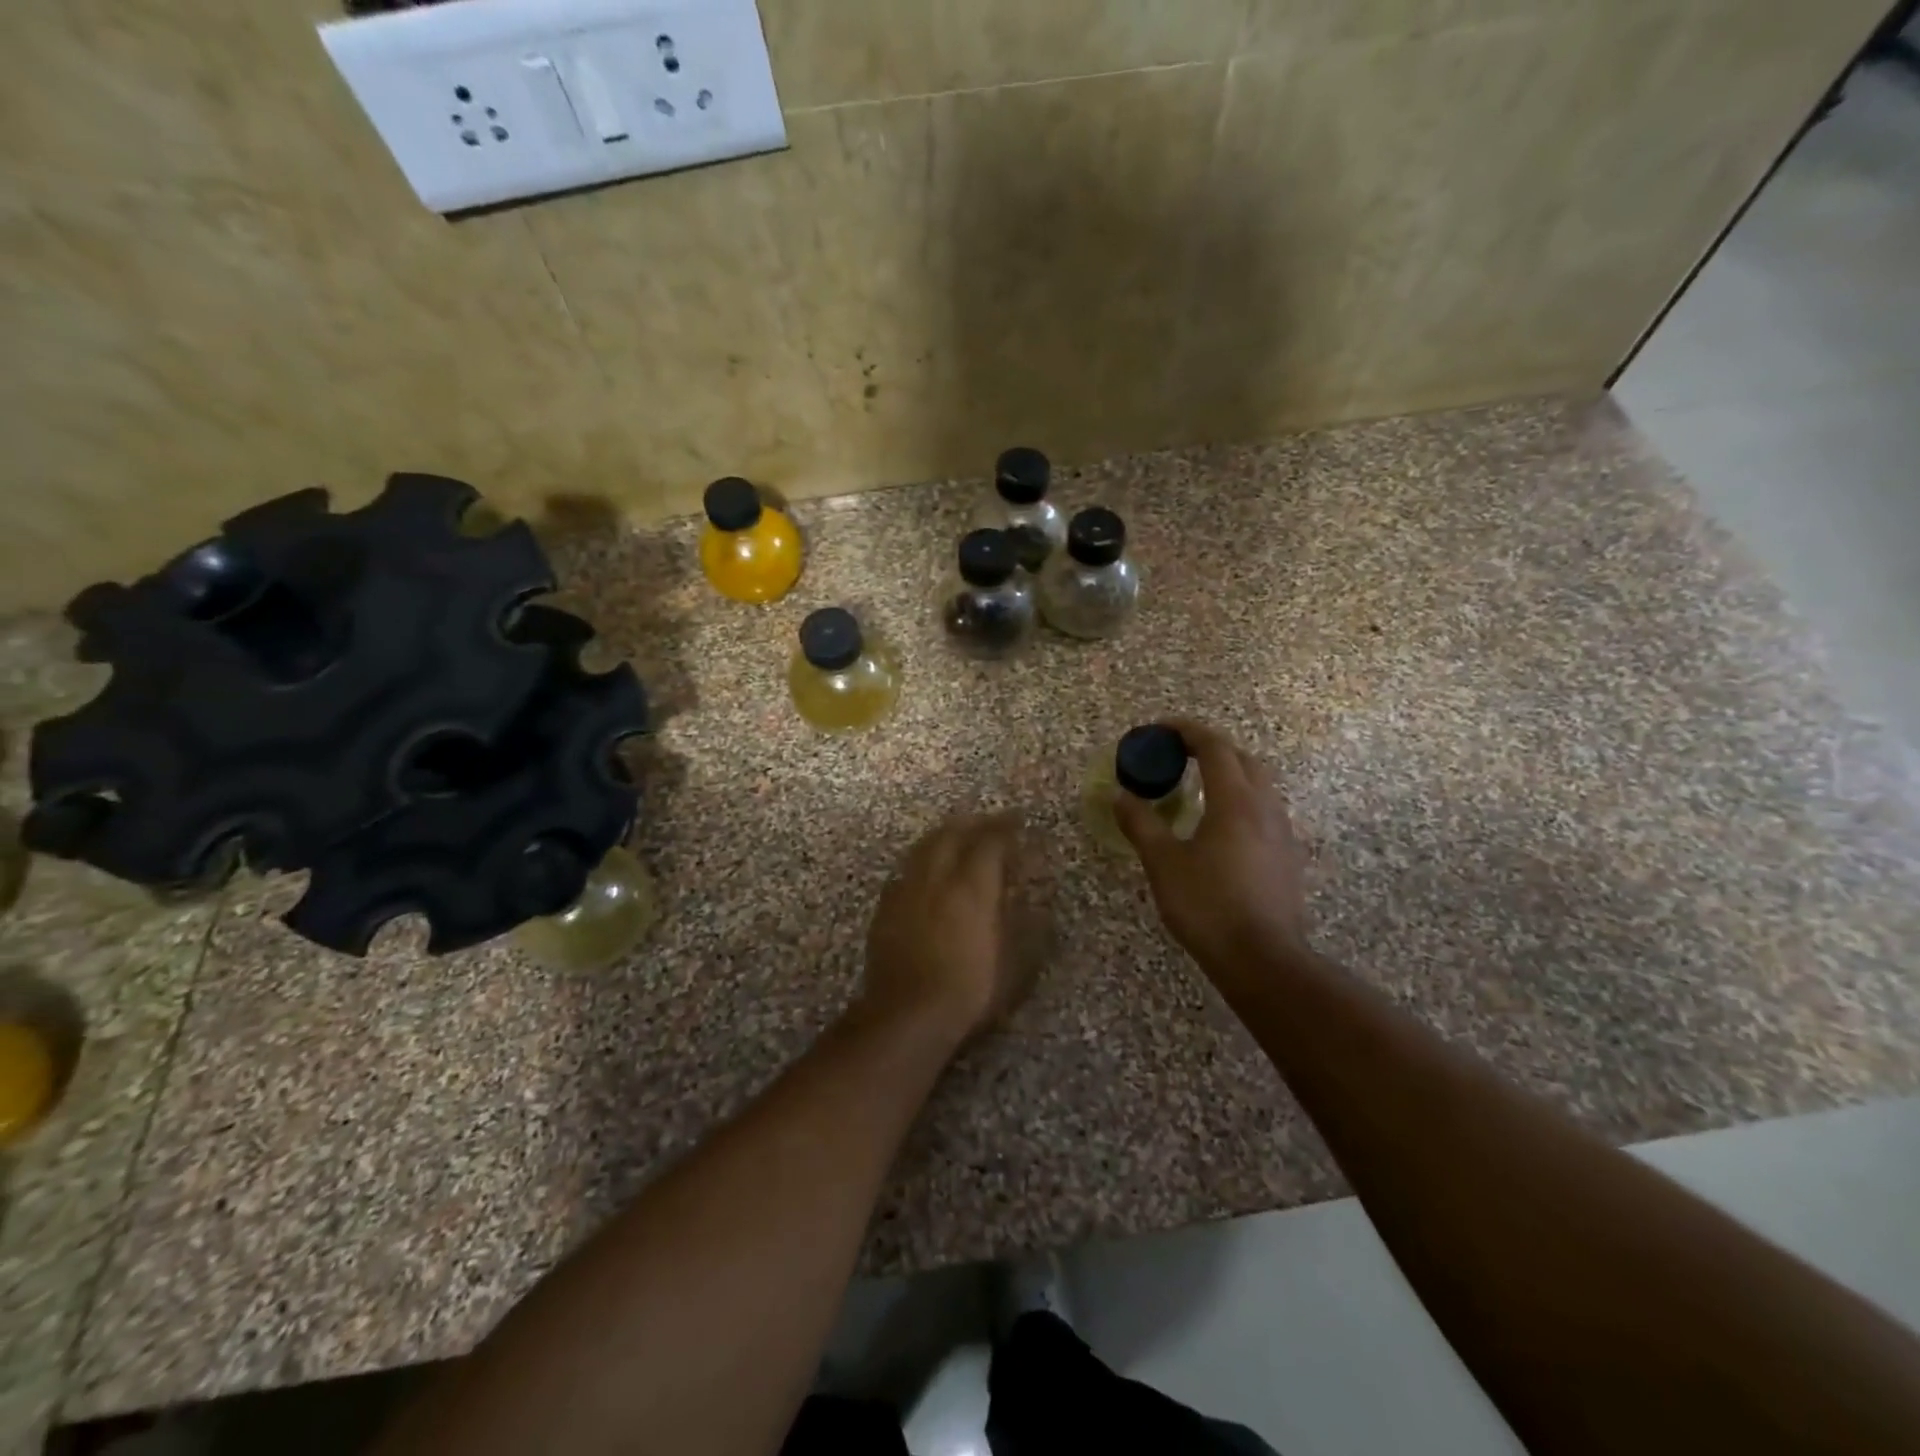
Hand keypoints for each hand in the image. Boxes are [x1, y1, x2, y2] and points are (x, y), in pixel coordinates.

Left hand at [857, 811, 1029, 1046]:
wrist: (907, 1013)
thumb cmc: (970, 989)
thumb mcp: (1015, 961)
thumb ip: (1025, 922)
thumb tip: (1032, 896)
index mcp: (972, 885)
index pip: (990, 841)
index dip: (1006, 827)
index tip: (1019, 820)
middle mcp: (937, 876)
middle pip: (953, 833)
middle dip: (974, 822)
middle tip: (990, 822)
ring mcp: (907, 888)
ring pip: (925, 845)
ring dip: (946, 834)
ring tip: (959, 835)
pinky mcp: (886, 905)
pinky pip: (907, 867)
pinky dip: (923, 857)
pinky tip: (928, 869)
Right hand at [1116, 719, 1309, 981]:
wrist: (1262, 958)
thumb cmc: (1208, 905)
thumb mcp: (1163, 863)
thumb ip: (1141, 823)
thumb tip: (1121, 796)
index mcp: (1235, 800)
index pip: (1214, 746)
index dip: (1186, 731)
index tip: (1160, 729)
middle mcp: (1265, 806)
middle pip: (1243, 758)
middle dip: (1211, 747)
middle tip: (1178, 755)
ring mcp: (1282, 831)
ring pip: (1259, 784)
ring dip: (1229, 772)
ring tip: (1198, 786)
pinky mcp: (1287, 855)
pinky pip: (1264, 809)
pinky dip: (1240, 799)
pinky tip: (1220, 825)